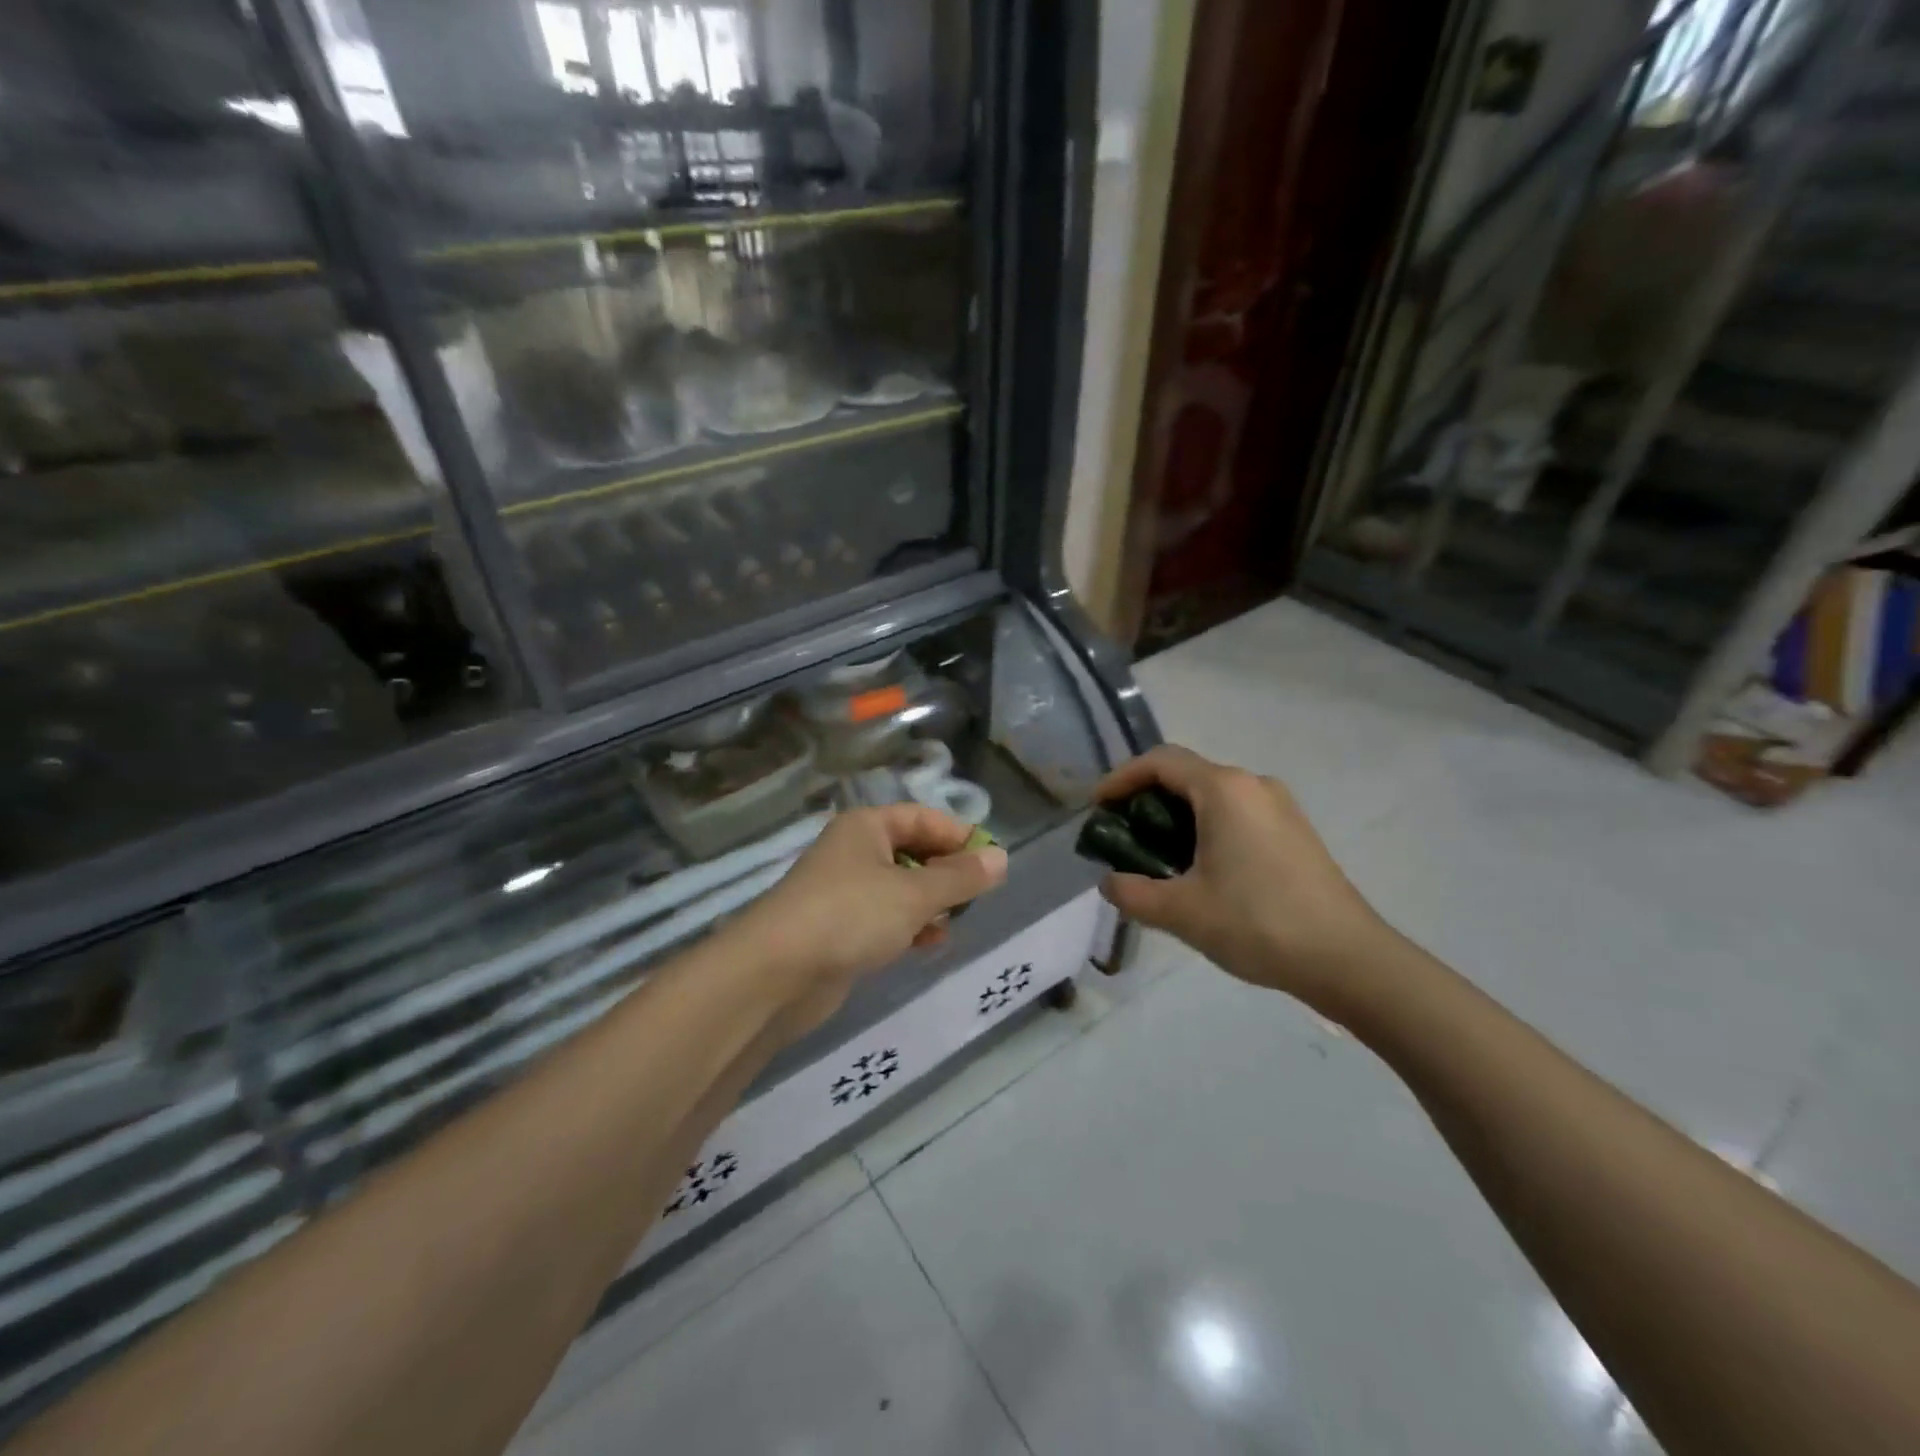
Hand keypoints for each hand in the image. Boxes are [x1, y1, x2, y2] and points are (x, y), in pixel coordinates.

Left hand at [729, 805, 1007, 1040]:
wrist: (776, 973)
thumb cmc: (850, 915)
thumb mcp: (915, 894)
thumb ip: (961, 878)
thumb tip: (1001, 858)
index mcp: (867, 827)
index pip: (923, 817)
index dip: (958, 836)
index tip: (991, 862)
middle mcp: (854, 851)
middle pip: (912, 851)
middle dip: (945, 873)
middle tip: (975, 898)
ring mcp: (843, 891)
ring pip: (900, 888)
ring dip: (929, 904)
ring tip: (954, 924)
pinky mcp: (838, 929)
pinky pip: (884, 918)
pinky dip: (908, 926)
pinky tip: (927, 944)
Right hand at [1095, 746, 1394, 1021]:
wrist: (1348, 959)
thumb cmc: (1258, 923)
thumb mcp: (1182, 912)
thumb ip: (1133, 893)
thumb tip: (1110, 882)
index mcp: (1224, 790)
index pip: (1160, 762)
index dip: (1121, 778)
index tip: (1097, 807)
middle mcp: (1253, 785)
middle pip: (1186, 775)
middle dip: (1146, 799)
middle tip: (1121, 835)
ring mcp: (1280, 806)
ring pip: (1213, 796)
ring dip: (1176, 816)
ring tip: (1155, 856)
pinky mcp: (1294, 831)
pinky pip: (1237, 813)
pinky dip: (1206, 827)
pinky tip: (1200, 868)